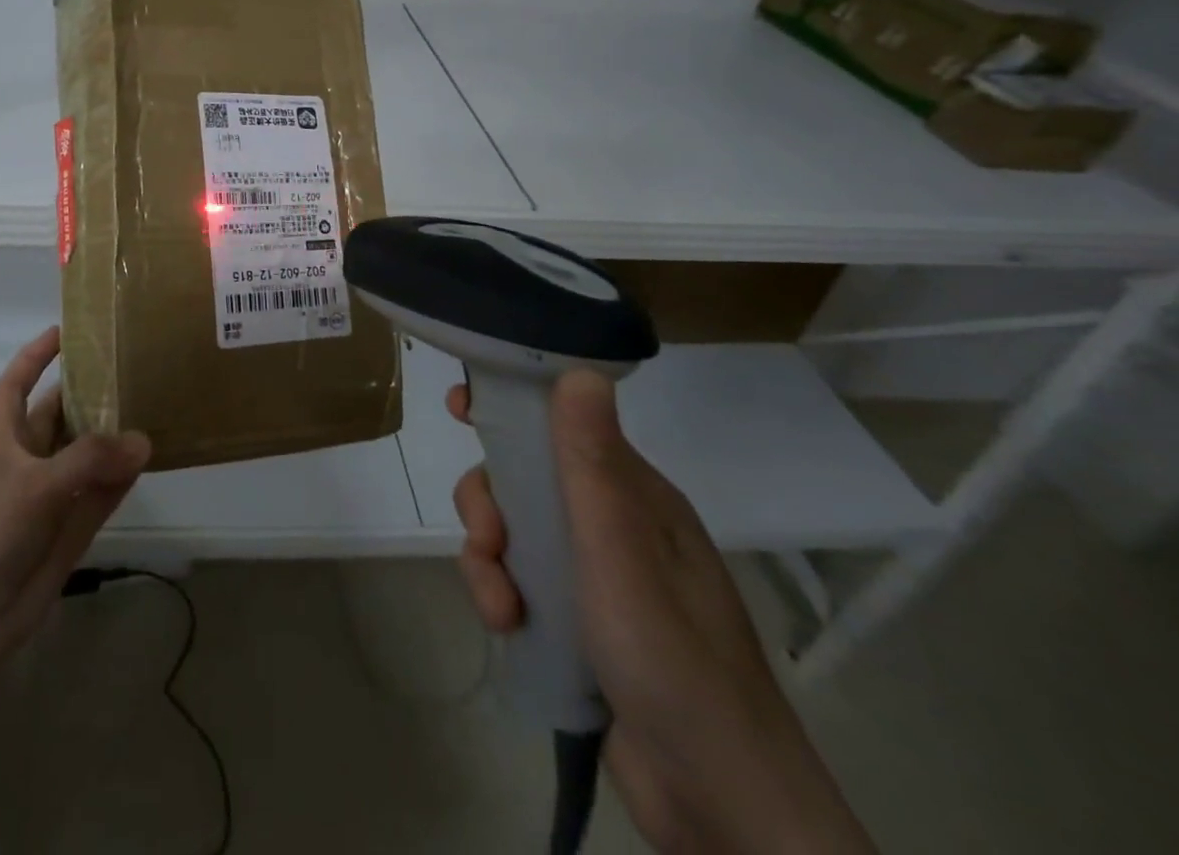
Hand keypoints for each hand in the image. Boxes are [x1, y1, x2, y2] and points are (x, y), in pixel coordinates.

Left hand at [0, 327, 150, 672]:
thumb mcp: (34, 486)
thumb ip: (89, 460)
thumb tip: (143, 441)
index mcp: (5, 441)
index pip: (14, 386)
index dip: (33, 358)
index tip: (63, 331)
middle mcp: (30, 461)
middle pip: (60, 415)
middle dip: (88, 391)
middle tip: (131, 363)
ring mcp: (53, 495)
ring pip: (88, 452)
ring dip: (114, 432)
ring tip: (151, 400)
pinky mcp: (73, 527)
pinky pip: (105, 491)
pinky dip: (125, 474)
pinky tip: (150, 454)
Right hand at [449, 372, 874, 854]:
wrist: (718, 807)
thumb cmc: (672, 662)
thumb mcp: (621, 554)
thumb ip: (593, 464)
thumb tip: (581, 370)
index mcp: (635, 496)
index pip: (564, 424)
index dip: (512, 407)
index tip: (460, 405)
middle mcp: (614, 525)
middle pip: (524, 479)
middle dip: (490, 504)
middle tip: (486, 540)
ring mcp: (594, 575)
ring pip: (513, 532)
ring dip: (490, 560)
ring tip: (501, 608)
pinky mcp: (577, 621)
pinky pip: (519, 580)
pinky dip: (502, 595)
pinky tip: (509, 628)